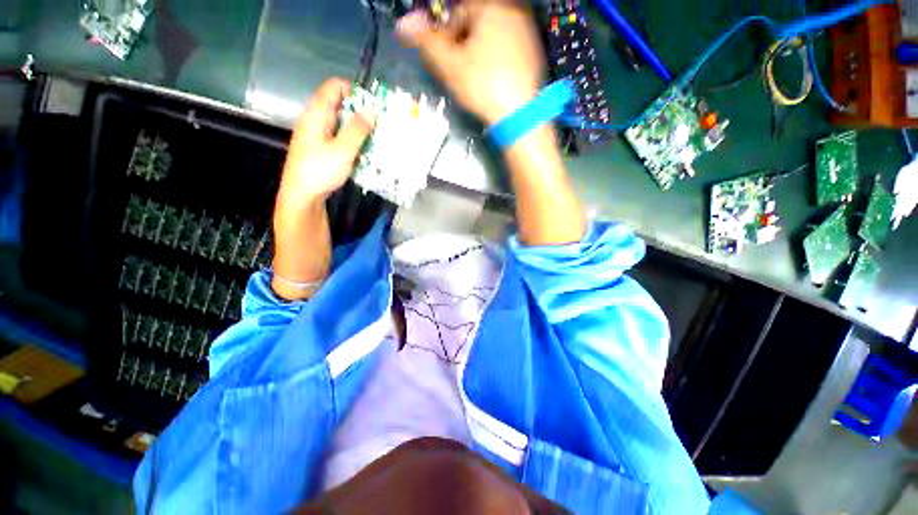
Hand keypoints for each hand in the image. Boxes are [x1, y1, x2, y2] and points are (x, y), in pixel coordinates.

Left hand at [275, 78, 373, 219]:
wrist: (302, 194)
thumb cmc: (320, 170)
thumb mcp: (343, 150)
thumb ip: (358, 130)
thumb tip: (371, 111)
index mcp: (317, 113)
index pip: (334, 87)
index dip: (354, 90)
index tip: (373, 103)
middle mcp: (315, 119)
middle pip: (338, 104)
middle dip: (360, 110)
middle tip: (379, 123)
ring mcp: (316, 133)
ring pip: (340, 121)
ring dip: (357, 127)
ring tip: (374, 137)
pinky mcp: (320, 147)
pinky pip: (338, 135)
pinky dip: (351, 138)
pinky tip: (362, 150)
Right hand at [397, 0, 544, 125]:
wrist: (520, 115)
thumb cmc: (484, 87)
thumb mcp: (450, 65)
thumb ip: (427, 41)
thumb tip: (403, 23)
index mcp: (491, 7)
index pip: (458, 11)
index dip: (447, 35)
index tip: (447, 58)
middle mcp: (513, 11)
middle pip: (476, 22)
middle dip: (463, 43)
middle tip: (460, 70)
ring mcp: (527, 31)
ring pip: (492, 35)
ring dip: (479, 51)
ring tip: (477, 77)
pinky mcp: (534, 51)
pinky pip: (508, 47)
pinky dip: (497, 58)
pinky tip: (494, 79)